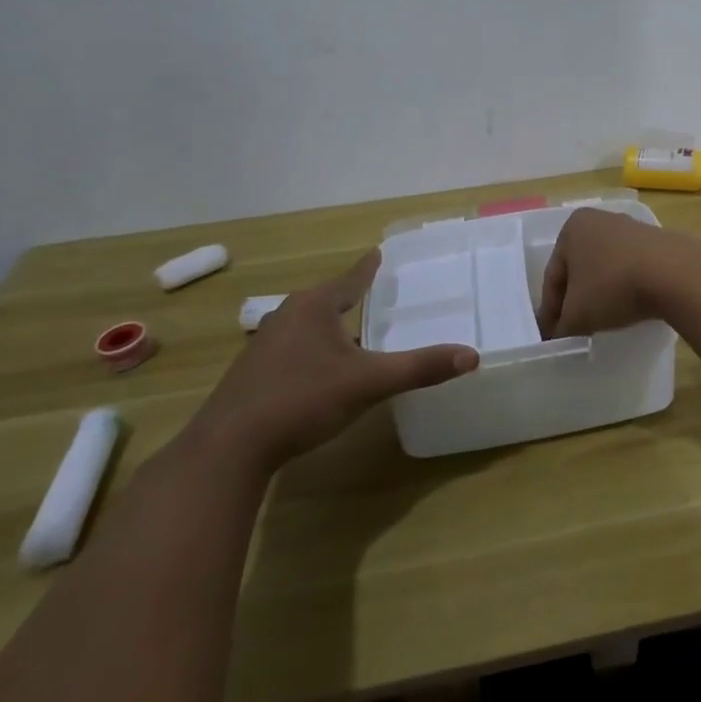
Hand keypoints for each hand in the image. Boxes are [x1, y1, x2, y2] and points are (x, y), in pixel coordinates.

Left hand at [186, 250, 477, 473]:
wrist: (228, 449)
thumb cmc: (302, 400)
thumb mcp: (368, 383)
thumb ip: (419, 368)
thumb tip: (472, 356)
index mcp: (314, 307)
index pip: (350, 278)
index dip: (368, 267)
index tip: (378, 252)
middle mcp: (287, 316)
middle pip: (326, 298)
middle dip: (349, 295)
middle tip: (375, 292)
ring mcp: (265, 345)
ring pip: (307, 325)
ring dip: (329, 325)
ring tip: (352, 329)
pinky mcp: (253, 373)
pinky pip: (293, 348)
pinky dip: (313, 349)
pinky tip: (320, 369)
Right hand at [537, 208, 684, 338]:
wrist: (675, 273)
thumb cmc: (613, 286)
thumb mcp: (577, 315)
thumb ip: (561, 327)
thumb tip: (558, 335)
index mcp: (572, 228)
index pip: (553, 276)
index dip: (550, 311)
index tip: (552, 337)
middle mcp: (599, 220)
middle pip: (579, 269)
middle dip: (575, 299)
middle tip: (574, 330)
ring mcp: (630, 228)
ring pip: (605, 268)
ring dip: (601, 293)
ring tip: (602, 321)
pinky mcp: (656, 241)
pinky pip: (630, 269)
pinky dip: (625, 288)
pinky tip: (629, 307)